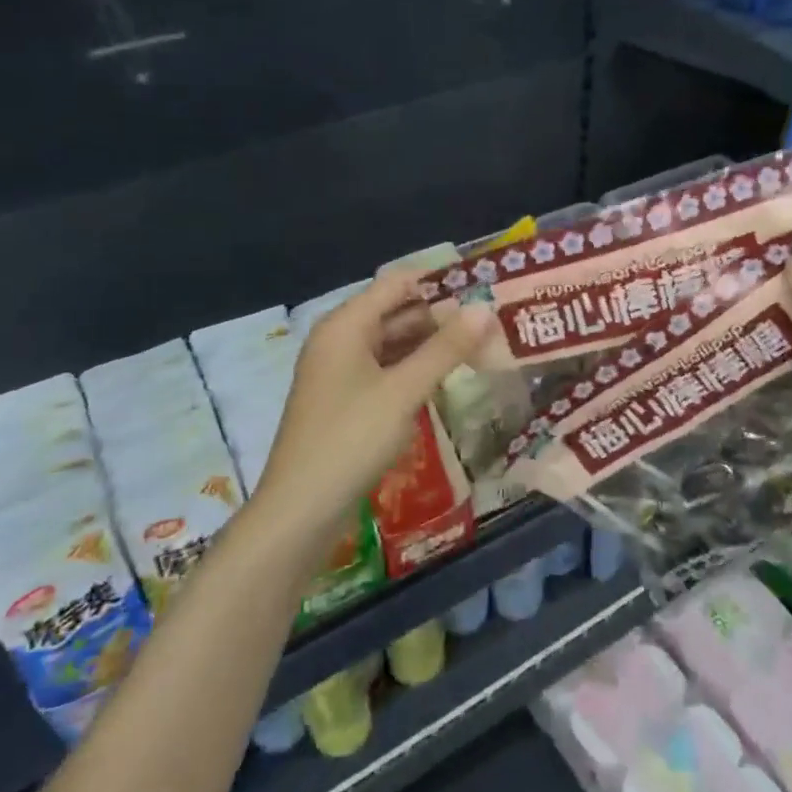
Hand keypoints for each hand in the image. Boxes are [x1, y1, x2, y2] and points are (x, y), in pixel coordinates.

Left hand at [254, 271, 494, 540]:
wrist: (300, 510)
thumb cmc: (351, 439)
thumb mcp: (403, 391)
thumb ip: (445, 349)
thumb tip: (484, 309)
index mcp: (346, 325)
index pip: (397, 283)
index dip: (439, 281)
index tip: (483, 286)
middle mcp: (340, 340)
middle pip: (395, 312)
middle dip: (441, 316)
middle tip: (491, 321)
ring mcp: (340, 372)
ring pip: (393, 344)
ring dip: (431, 345)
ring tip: (479, 346)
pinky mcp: (346, 401)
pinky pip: (386, 371)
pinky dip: (415, 369)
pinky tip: (446, 377)